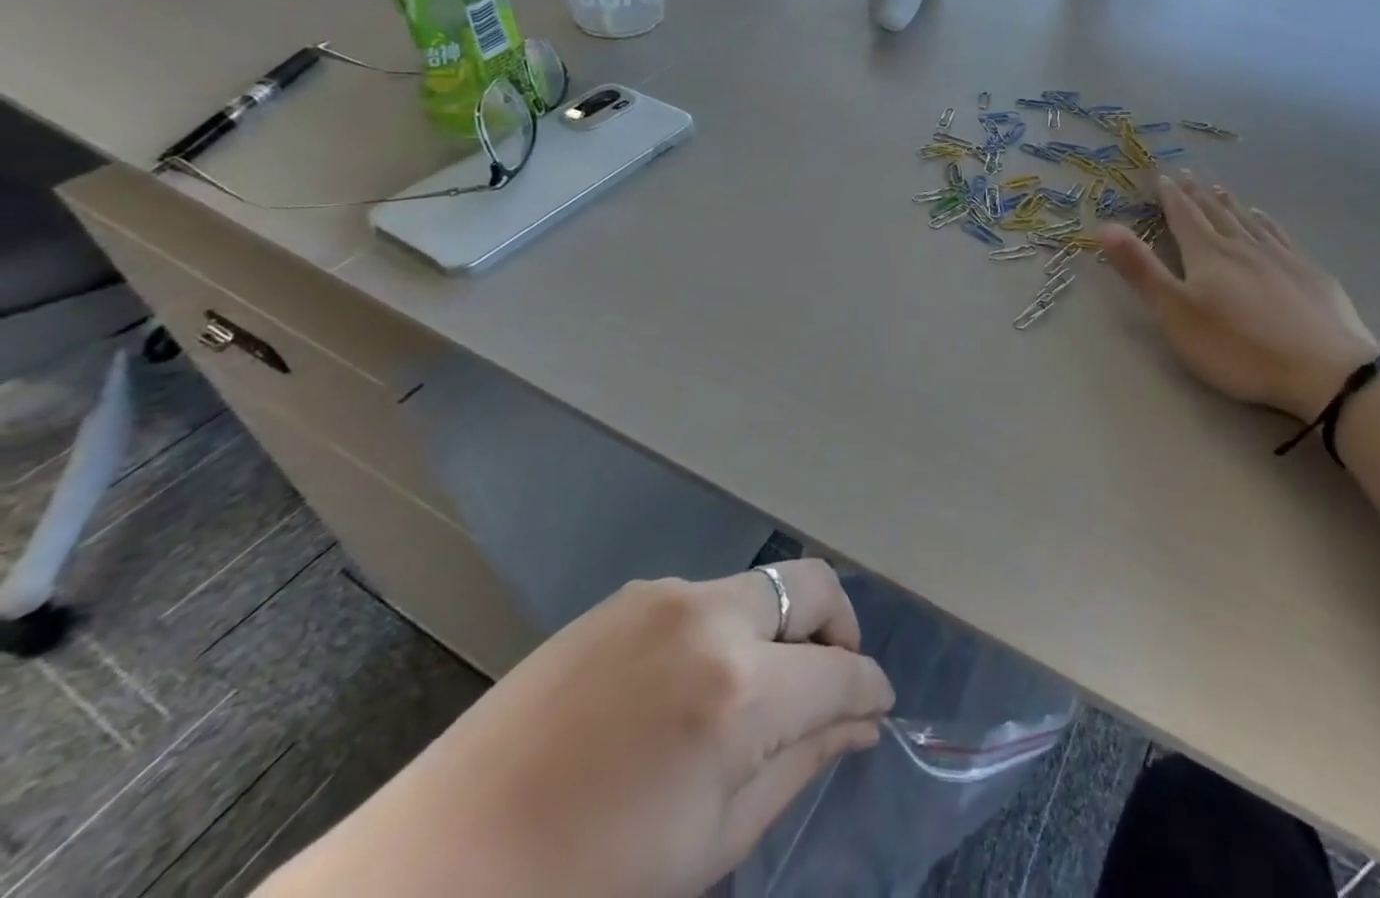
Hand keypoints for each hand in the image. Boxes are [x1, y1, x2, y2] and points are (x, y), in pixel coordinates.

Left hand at [262, 561, 893, 897]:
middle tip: (828, 684)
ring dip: (778, 628)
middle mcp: (709, 616)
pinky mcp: (622, 597)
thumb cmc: (586, 890)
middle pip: (810, 584)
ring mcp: (661, 596)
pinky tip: (688, 688)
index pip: (841, 668)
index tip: (878, 706)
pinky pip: (702, 597)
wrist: (427, 878)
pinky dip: (724, 628)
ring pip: (756, 587)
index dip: (871, 687)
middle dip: (836, 629)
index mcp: (738, 690)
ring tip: (752, 696)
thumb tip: (862, 723)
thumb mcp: (710, 847)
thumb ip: (799, 766)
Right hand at [1099, 172, 1379, 417]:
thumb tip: (1105, 226)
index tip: (1162, 177)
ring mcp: (1281, 257)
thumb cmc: (1238, 347)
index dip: (1170, 197)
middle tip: (1187, 175)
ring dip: (1231, 204)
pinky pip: (1281, 237)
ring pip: (1249, 222)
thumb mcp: (1176, 313)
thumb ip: (1141, 271)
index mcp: (1208, 255)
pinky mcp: (1311, 274)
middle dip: (1197, 195)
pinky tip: (1266, 219)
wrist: (1325, 370)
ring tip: (1221, 189)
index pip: (1184, 217)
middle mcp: (1243, 246)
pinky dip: (1267, 223)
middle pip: (1215, 214)